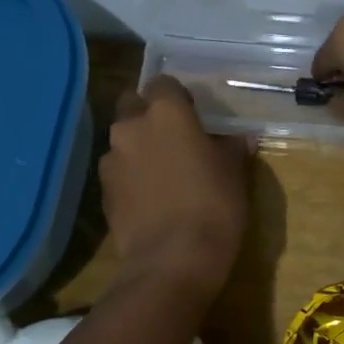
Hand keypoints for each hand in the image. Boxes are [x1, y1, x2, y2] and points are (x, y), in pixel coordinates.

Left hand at [100, 76, 252, 296]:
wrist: (172, 261)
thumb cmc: (214, 206)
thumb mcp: (235, 174)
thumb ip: (232, 148)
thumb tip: (240, 138)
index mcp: (166, 113)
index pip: (163, 83)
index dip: (177, 97)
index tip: (192, 115)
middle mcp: (131, 127)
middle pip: (132, 104)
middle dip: (147, 115)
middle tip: (173, 138)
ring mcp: (111, 160)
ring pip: (122, 140)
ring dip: (138, 147)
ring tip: (161, 173)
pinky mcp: (102, 192)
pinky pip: (117, 171)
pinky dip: (130, 177)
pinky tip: (150, 198)